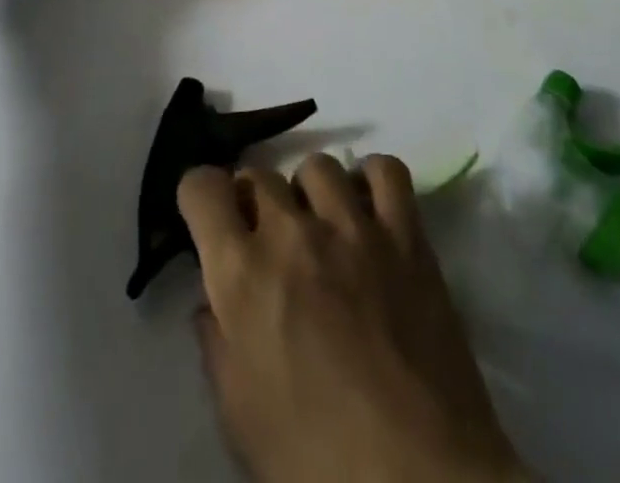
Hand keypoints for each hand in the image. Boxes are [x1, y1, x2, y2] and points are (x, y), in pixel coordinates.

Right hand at [180, 155, 527, 482]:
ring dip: (309, 194)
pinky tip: (369, 212)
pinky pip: (386, 171)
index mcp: (242, 274)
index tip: (211, 220)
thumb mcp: (240, 417)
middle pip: (259, 175)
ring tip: (322, 231)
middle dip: (254, 203)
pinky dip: (372, 180)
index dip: (200, 197)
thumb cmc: (315, 463)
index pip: (202, 186)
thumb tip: (212, 302)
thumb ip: (217, 346)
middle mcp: (292, 233)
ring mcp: (353, 226)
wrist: (419, 481)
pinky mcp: (406, 234)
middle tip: (268, 243)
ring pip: (317, 167)